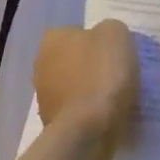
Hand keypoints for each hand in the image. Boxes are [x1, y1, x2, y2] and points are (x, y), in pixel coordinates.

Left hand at [35, 20, 138, 146]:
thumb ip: (111, 30)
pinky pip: (77, 111)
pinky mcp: (52, 122)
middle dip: (93, 67)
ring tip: (117, 100)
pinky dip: (90, 113)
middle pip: (75, 60)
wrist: (88, 128)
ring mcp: (44, 95)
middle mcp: (41, 63)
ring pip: (75, 86)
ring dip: (91, 91)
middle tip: (119, 76)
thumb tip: (107, 39)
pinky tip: (107, 117)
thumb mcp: (118, 35)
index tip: (118, 56)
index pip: (79, 33)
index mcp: (53, 38)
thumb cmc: (102, 75)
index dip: (101, 43)